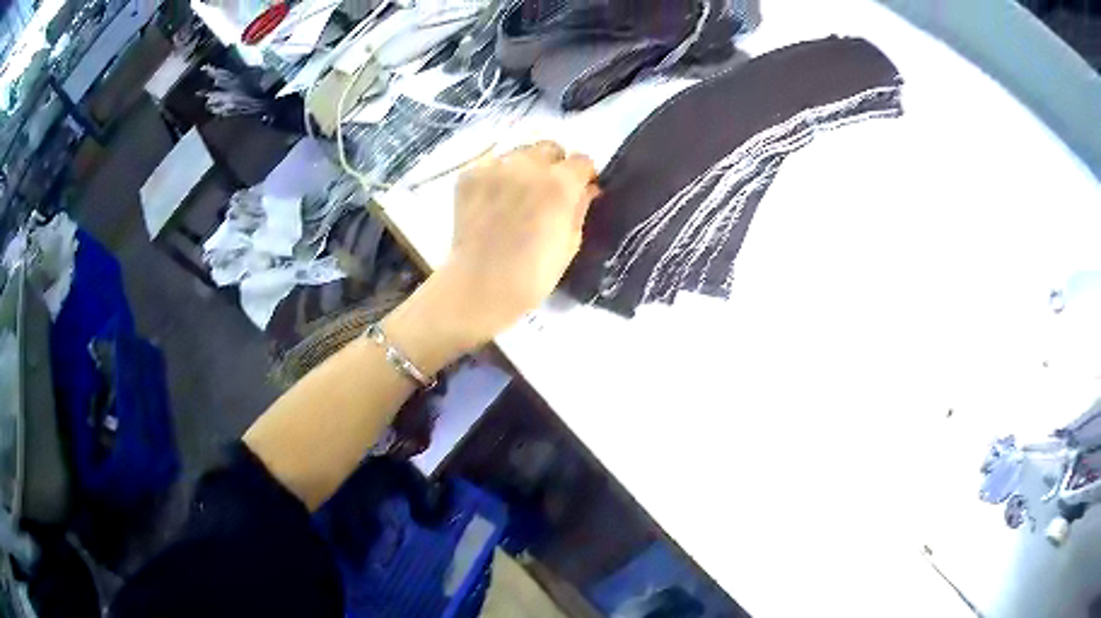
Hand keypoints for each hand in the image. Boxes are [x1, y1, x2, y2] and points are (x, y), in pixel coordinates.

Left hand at [444, 141, 597, 339]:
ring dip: (525, 167)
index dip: (583, 174)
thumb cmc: (533, 275)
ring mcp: (494, 167)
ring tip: (517, 195)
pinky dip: (497, 176)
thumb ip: (581, 207)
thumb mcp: (570, 243)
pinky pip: (491, 163)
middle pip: (549, 148)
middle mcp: (527, 166)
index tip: (580, 188)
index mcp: (559, 184)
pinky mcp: (469, 174)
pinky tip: (494, 200)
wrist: (479, 286)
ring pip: (519, 153)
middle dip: (554, 165)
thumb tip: (588, 187)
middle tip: (547, 190)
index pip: (581, 160)